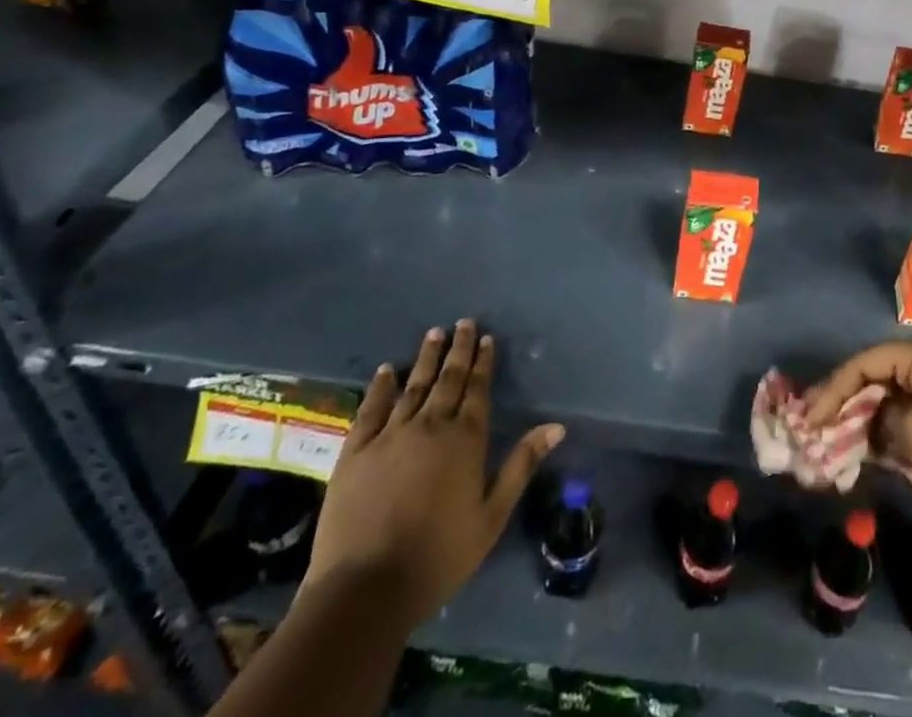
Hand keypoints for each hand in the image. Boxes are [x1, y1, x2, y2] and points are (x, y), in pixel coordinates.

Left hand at [304, 320, 562, 625]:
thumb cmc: (438, 556)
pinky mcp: (355, 452)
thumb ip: (521, 466)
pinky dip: (380, 387)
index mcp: (465, 439)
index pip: (477, 390)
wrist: (366, 589)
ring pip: (413, 386)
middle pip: (448, 379)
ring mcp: (390, 435)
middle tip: (463, 323)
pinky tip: (386, 370)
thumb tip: (556, 426)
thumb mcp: (491, 516)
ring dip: (425, 359)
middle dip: (458, 350)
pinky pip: (370, 409)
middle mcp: (430, 425)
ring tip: (433, 333)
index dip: (483, 363)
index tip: (485, 338)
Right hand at [806, 339, 911, 521]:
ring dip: (865, 417)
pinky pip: (910, 415)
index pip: (866, 361)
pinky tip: (870, 449)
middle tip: (815, 424)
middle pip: (878, 375)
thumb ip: (884, 423)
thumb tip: (874, 425)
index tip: (810, 415)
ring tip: (834, 438)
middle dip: (846, 400)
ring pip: (892, 396)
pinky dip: (888, 430)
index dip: (834, 387)